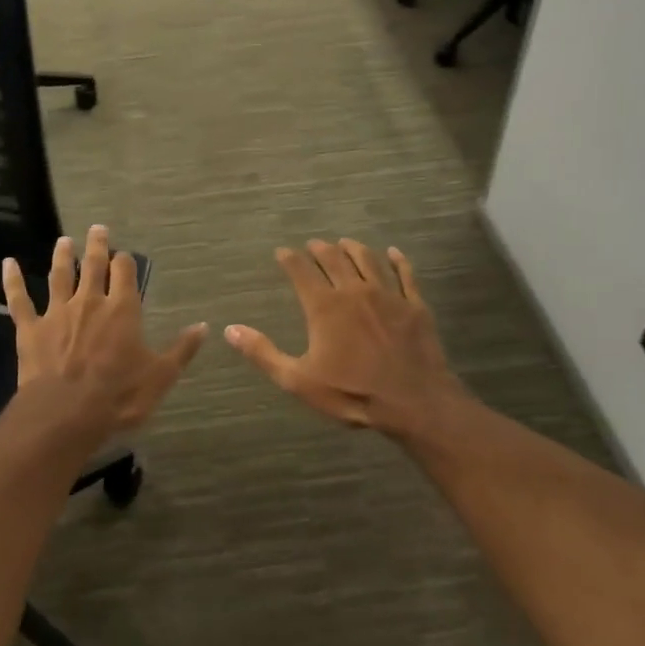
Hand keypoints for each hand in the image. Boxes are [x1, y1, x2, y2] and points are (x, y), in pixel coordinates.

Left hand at [2, 225, 205, 431]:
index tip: (125, 255)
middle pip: (93, 265)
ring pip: (59, 276)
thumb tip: (204, 326)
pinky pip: (19, 300)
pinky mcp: (30, 329)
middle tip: (97, 229)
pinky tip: (8, 263)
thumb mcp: (160, 376)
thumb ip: (181, 349)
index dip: (126, 262)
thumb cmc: (119, 396)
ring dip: (62, 256)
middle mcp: (90, 302)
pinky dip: (12, 280)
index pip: (125, 273)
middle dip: (97, 246)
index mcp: (123, 310)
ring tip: (64, 240)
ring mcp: (57, 313)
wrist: (66, 414)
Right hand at [226, 240, 468, 440]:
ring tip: (346, 242)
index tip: (282, 252)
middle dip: (321, 249)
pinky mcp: (415, 305)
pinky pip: (406, 274)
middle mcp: (354, 291)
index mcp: (324, 307)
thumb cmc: (351, 393)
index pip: (301, 271)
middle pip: (335, 259)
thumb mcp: (298, 380)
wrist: (413, 402)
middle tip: (314, 244)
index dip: (290, 259)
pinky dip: (398, 261)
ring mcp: (388, 295)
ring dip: (354, 248)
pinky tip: (394, 253)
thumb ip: (263, 353)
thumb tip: (230, 330)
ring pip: (368, 260)